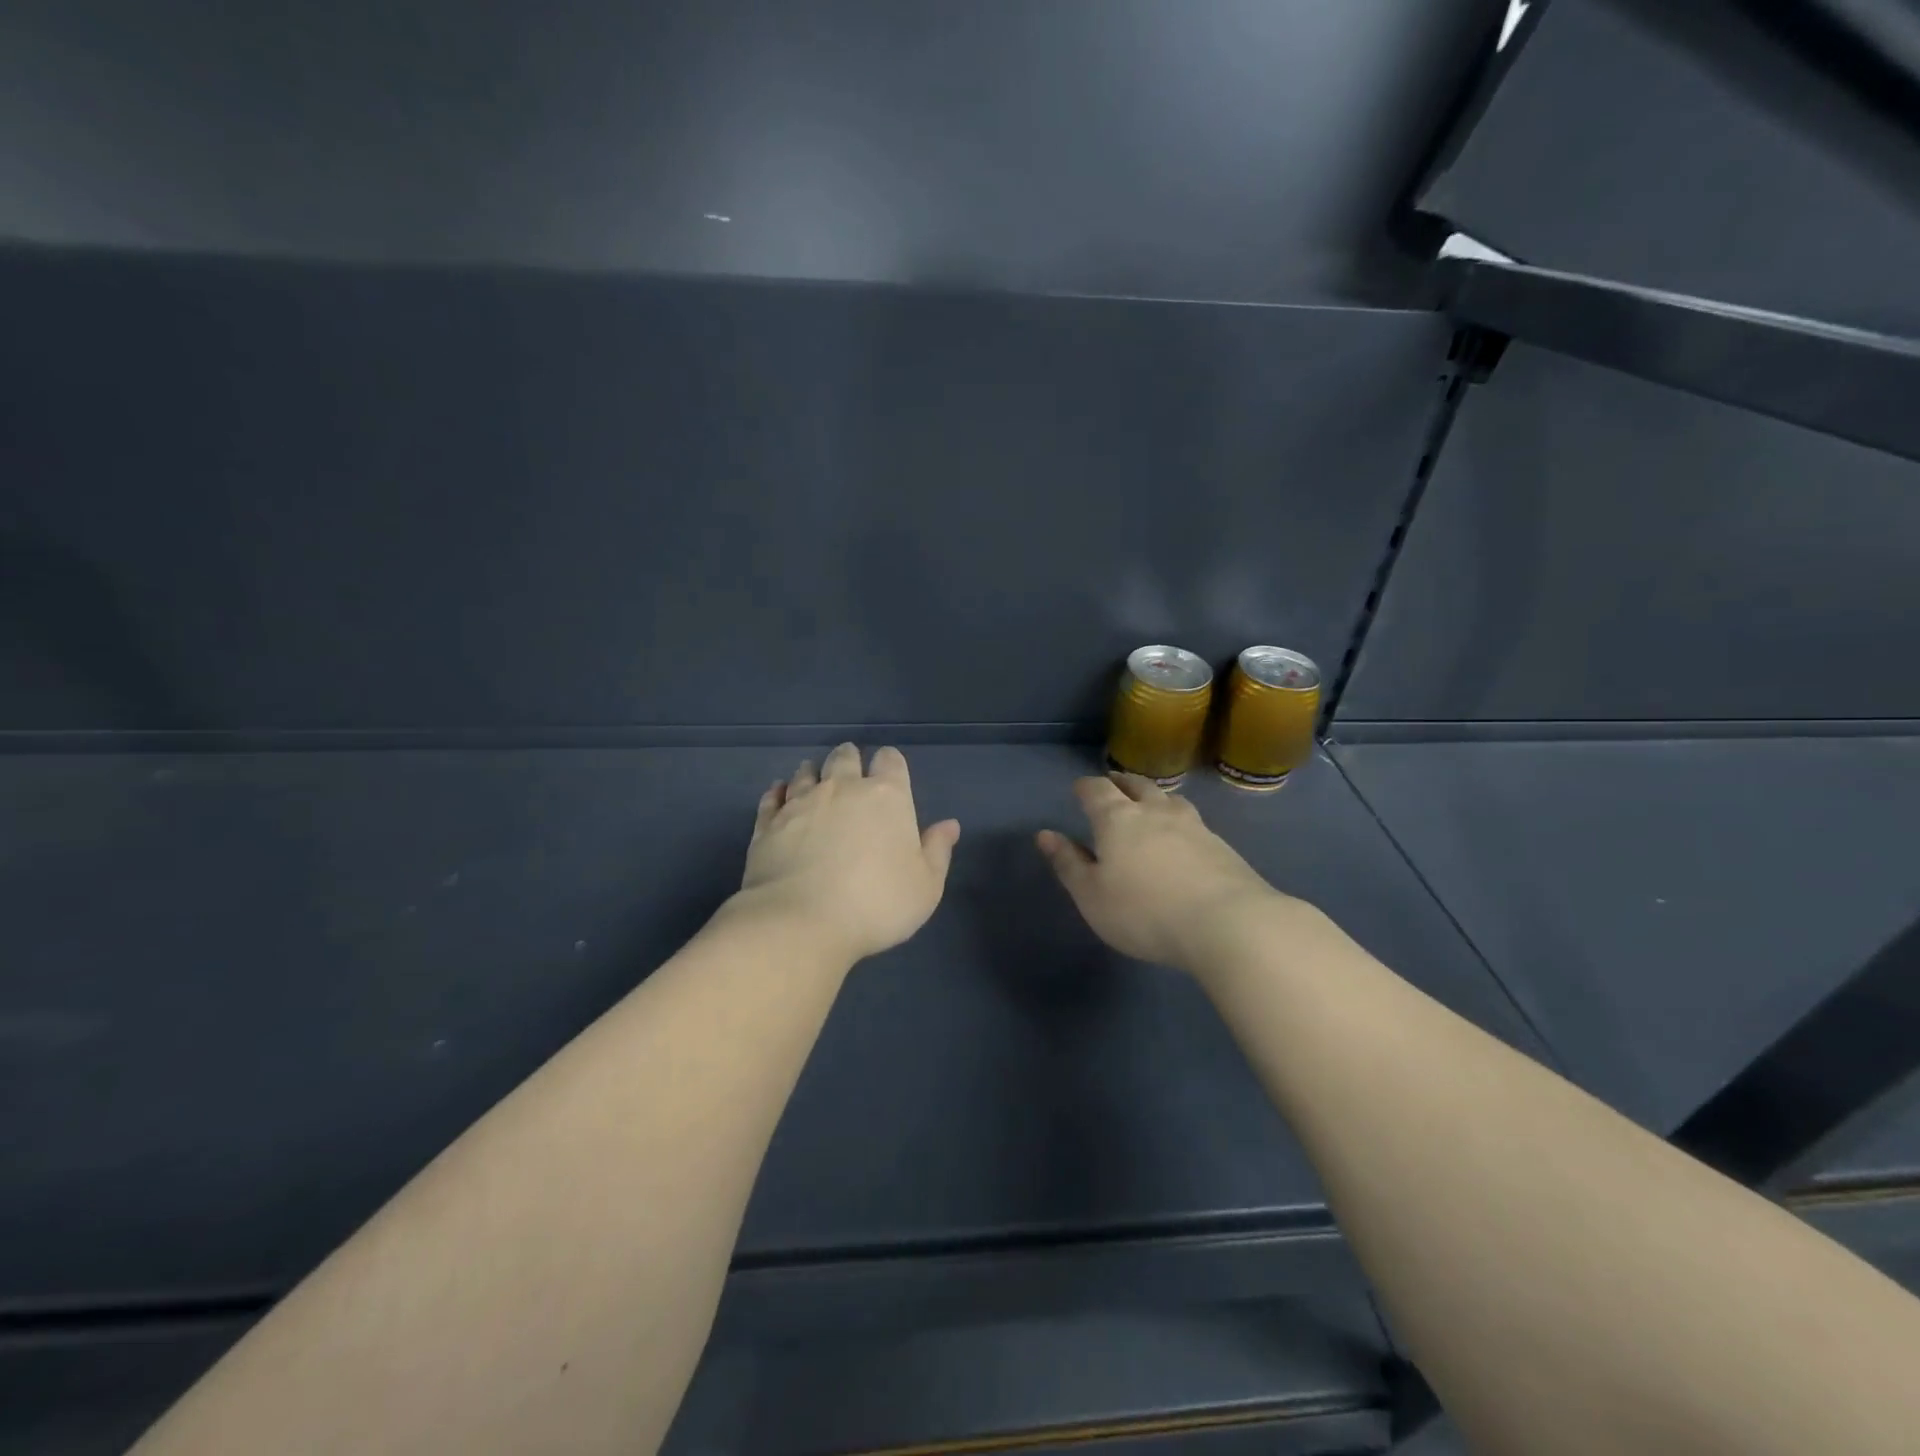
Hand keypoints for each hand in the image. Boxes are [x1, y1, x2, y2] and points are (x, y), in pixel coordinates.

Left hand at [737, 743, 961, 963]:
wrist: (801, 922)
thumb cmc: (876, 904)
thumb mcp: (925, 886)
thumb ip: (937, 850)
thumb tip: (949, 825)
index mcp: (886, 797)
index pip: (890, 760)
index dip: (891, 763)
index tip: (890, 773)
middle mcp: (842, 788)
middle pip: (844, 757)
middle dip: (850, 759)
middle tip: (851, 769)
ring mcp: (800, 803)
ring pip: (806, 772)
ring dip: (813, 772)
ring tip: (815, 778)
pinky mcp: (768, 824)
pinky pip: (772, 798)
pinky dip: (777, 793)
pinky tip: (779, 795)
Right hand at [1037, 774, 1286, 972]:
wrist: (1227, 924)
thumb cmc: (1145, 912)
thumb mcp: (1092, 896)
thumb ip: (1068, 864)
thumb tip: (1044, 834)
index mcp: (1118, 819)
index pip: (1097, 790)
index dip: (1086, 787)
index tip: (1079, 788)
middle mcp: (1155, 812)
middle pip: (1137, 785)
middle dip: (1121, 782)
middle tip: (1114, 783)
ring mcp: (1193, 826)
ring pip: (1169, 799)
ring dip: (1154, 796)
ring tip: (1149, 801)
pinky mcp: (1221, 846)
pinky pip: (1193, 821)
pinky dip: (1179, 819)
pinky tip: (1183, 834)